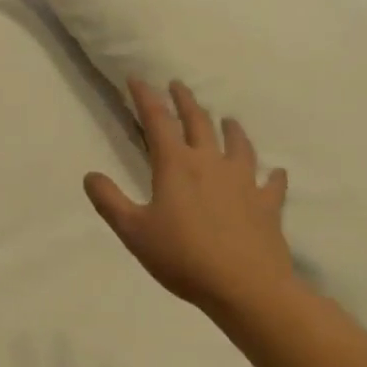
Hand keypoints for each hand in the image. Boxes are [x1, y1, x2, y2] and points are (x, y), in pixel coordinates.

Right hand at [85, 80, 293, 319]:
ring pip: (238, 145)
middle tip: (178, 85)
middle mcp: (210, 163)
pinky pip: (271, 184)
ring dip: (231, 130)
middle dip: (185, 101)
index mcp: (176, 165)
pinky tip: (276, 172)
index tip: (137, 78)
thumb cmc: (184, 257)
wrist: (246, 287)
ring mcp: (243, 181)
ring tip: (228, 120)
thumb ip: (109, 201)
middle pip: (198, 122)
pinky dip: (273, 176)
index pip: (157, 120)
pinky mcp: (267, 205)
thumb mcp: (133, 232)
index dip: (145, 97)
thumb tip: (90, 175)